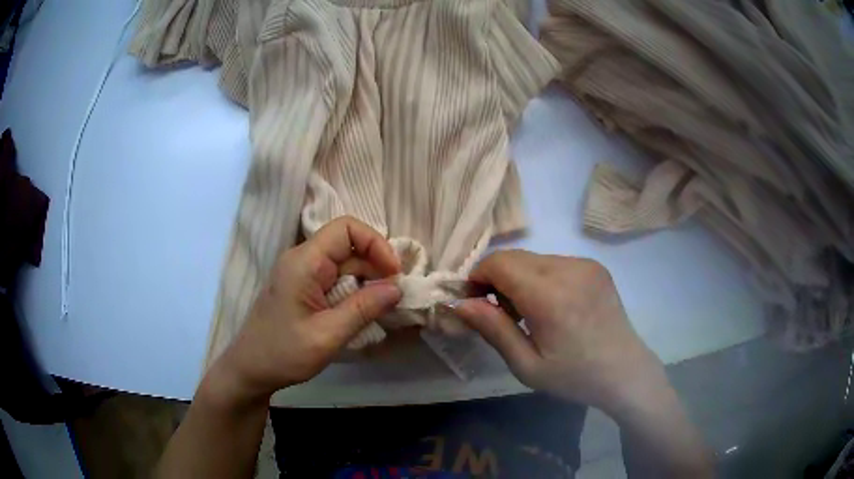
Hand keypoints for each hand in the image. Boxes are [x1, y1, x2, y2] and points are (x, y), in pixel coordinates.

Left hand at [207, 216, 401, 405]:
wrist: (250, 369)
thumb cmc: (283, 353)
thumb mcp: (327, 335)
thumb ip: (363, 309)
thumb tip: (398, 287)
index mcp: (304, 262)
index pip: (346, 228)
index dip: (375, 243)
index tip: (393, 273)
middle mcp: (302, 260)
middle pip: (348, 246)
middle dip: (376, 265)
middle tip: (396, 295)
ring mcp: (302, 274)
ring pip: (344, 264)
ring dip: (367, 280)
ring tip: (386, 305)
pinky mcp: (303, 289)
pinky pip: (335, 279)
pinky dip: (355, 291)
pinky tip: (366, 310)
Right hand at [454, 250, 665, 413]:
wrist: (625, 372)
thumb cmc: (573, 377)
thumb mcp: (526, 365)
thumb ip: (493, 329)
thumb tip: (460, 303)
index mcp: (549, 295)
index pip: (498, 263)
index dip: (477, 278)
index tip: (474, 303)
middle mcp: (568, 268)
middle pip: (514, 256)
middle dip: (496, 278)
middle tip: (499, 313)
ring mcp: (585, 264)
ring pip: (533, 258)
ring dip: (519, 278)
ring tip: (528, 313)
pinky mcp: (595, 266)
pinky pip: (554, 262)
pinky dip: (540, 277)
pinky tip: (551, 306)